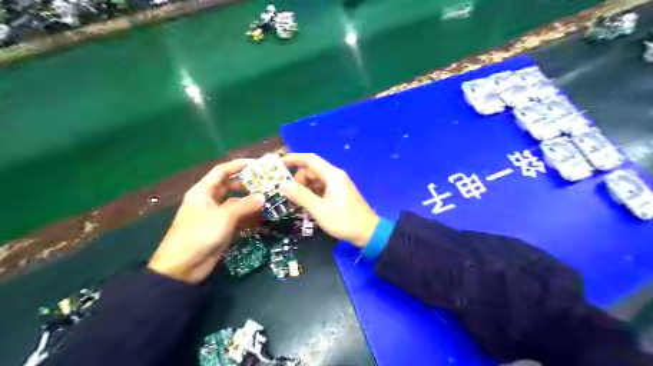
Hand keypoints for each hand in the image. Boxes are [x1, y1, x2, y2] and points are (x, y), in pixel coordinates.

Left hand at [150, 160, 263, 282]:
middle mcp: (210, 200)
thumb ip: (245, 205)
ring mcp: (216, 216)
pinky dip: (249, 218)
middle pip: (231, 186)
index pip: (221, 171)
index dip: (238, 165)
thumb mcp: (223, 217)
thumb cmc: (199, 235)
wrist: (182, 268)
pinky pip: (238, 219)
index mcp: (203, 191)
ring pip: (236, 203)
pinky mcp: (222, 229)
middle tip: (268, 184)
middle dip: (248, 184)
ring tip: (271, 200)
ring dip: (251, 202)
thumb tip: (264, 196)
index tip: (257, 164)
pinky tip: (264, 218)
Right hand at [279, 153, 377, 246]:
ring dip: (305, 189)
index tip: (278, 165)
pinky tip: (308, 206)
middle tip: (291, 196)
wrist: (367, 233)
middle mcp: (335, 176)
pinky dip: (312, 194)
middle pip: (311, 170)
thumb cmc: (344, 220)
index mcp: (332, 175)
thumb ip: (301, 195)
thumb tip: (283, 184)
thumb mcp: (319, 209)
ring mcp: (337, 185)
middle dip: (298, 180)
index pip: (309, 159)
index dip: (293, 159)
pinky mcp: (339, 194)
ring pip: (315, 180)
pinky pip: (321, 189)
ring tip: (297, 203)